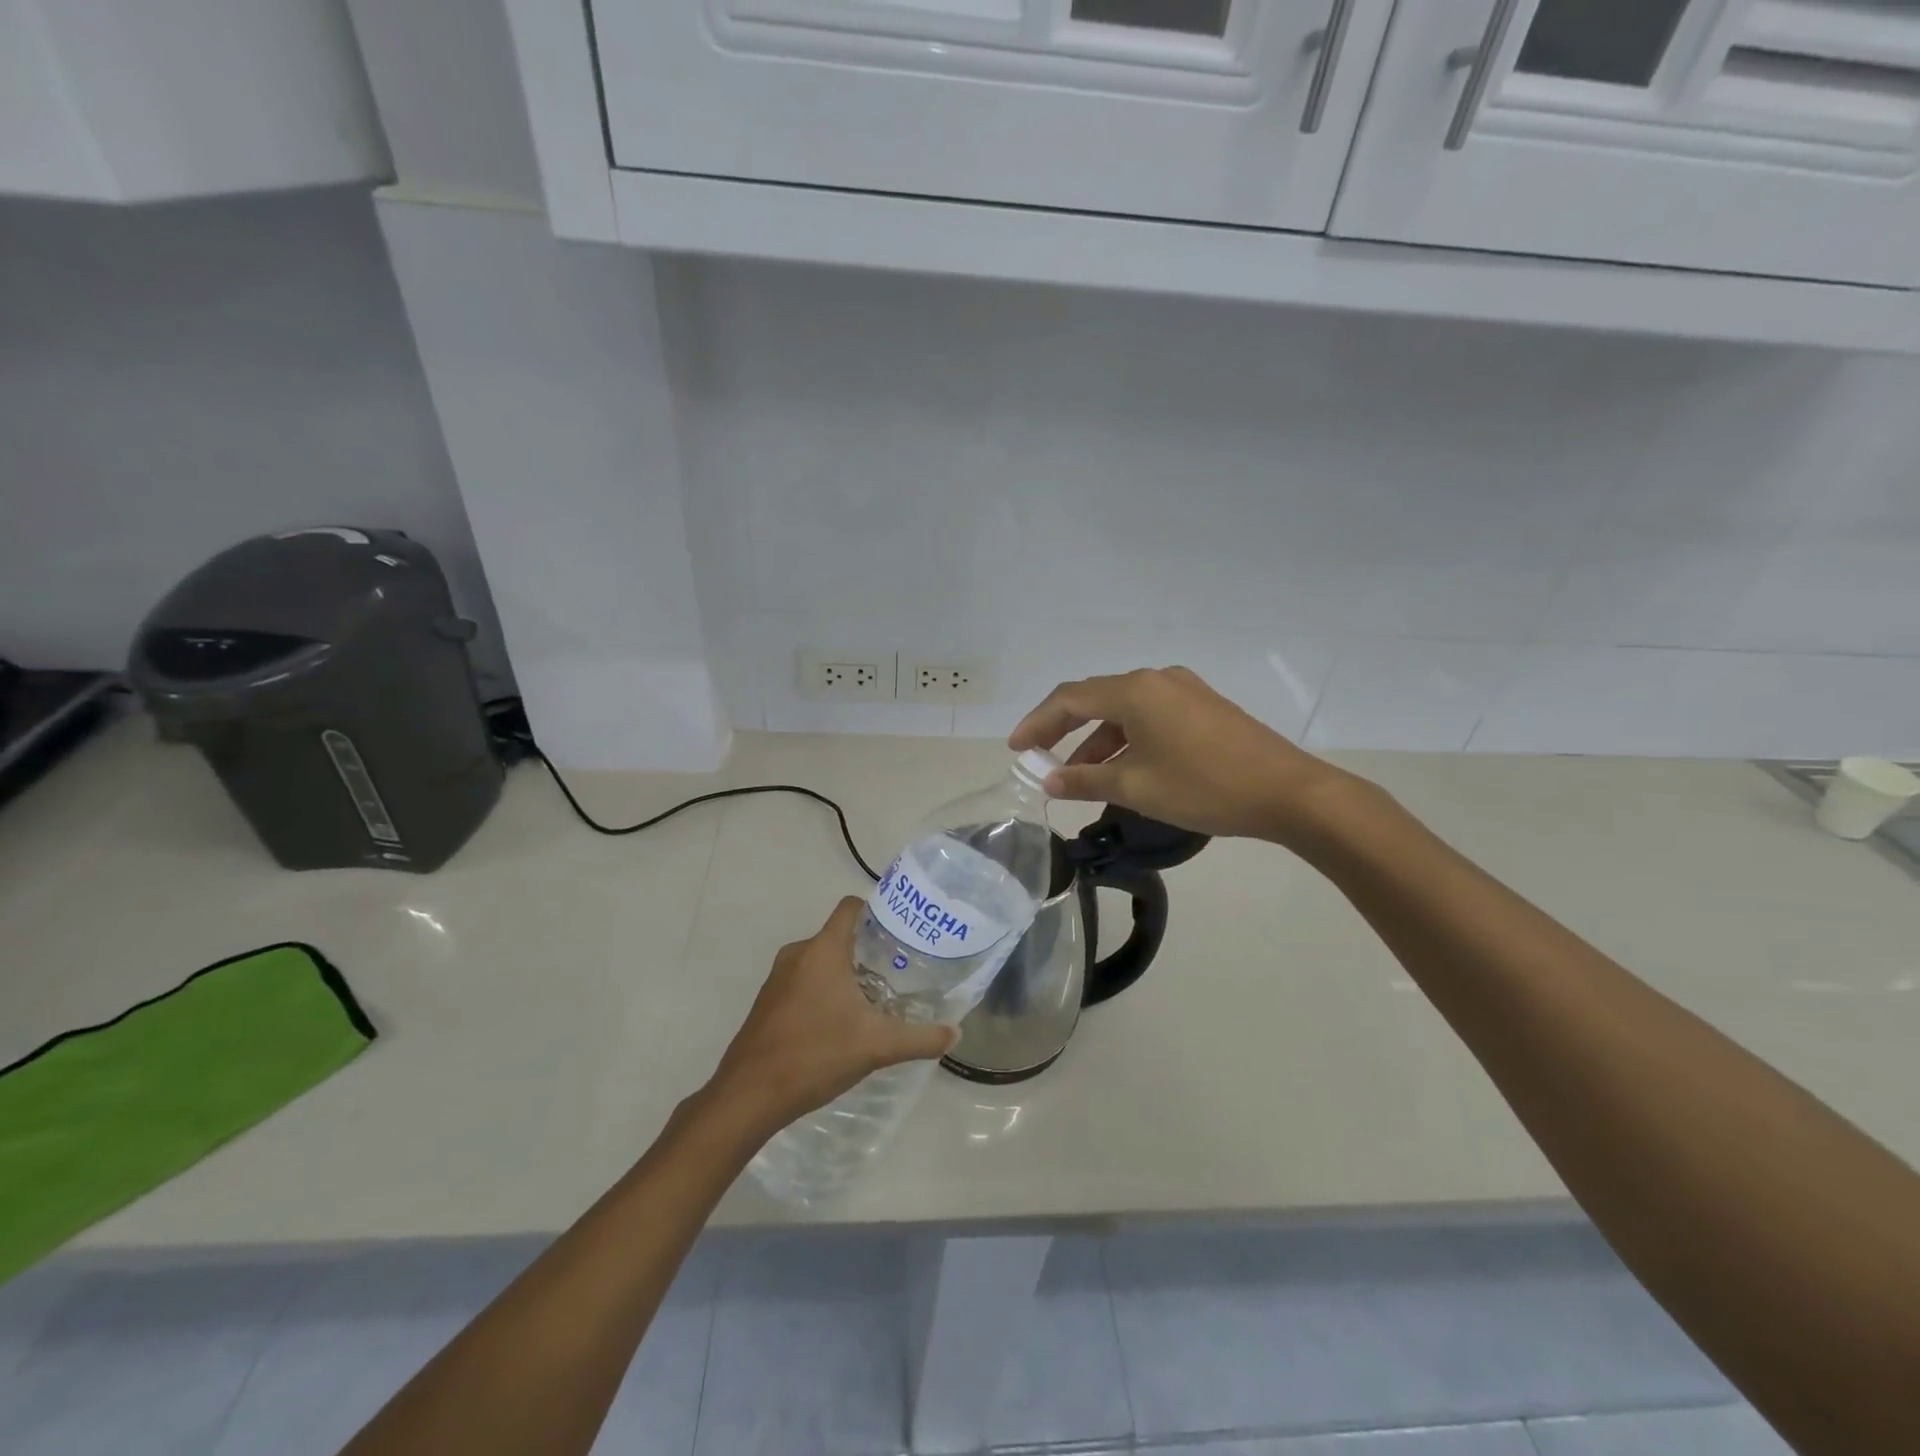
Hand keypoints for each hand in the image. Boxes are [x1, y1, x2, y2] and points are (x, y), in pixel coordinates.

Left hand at [702, 897, 957, 1141]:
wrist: (749, 1095)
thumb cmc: (815, 1055)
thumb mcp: (877, 1046)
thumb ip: (920, 1038)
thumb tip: (955, 1033)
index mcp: (822, 950)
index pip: (850, 908)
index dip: (877, 911)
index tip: (901, 930)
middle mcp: (798, 954)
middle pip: (839, 936)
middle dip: (868, 950)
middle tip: (899, 971)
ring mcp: (778, 978)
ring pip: (821, 961)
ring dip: (846, 973)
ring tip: (876, 998)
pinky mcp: (768, 1002)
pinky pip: (804, 981)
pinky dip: (824, 991)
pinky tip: (841, 1023)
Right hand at [1008, 666, 1343, 842]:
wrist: (1288, 792)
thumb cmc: (1204, 787)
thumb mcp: (1136, 787)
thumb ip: (1085, 780)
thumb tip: (1049, 779)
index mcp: (1134, 690)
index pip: (1069, 699)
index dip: (1037, 723)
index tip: (1016, 749)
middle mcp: (1155, 679)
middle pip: (1095, 699)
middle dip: (1064, 730)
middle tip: (1040, 758)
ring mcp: (1183, 690)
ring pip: (1124, 711)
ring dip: (1097, 740)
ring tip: (1080, 776)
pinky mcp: (1203, 706)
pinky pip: (1149, 717)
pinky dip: (1126, 739)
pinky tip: (1124, 769)